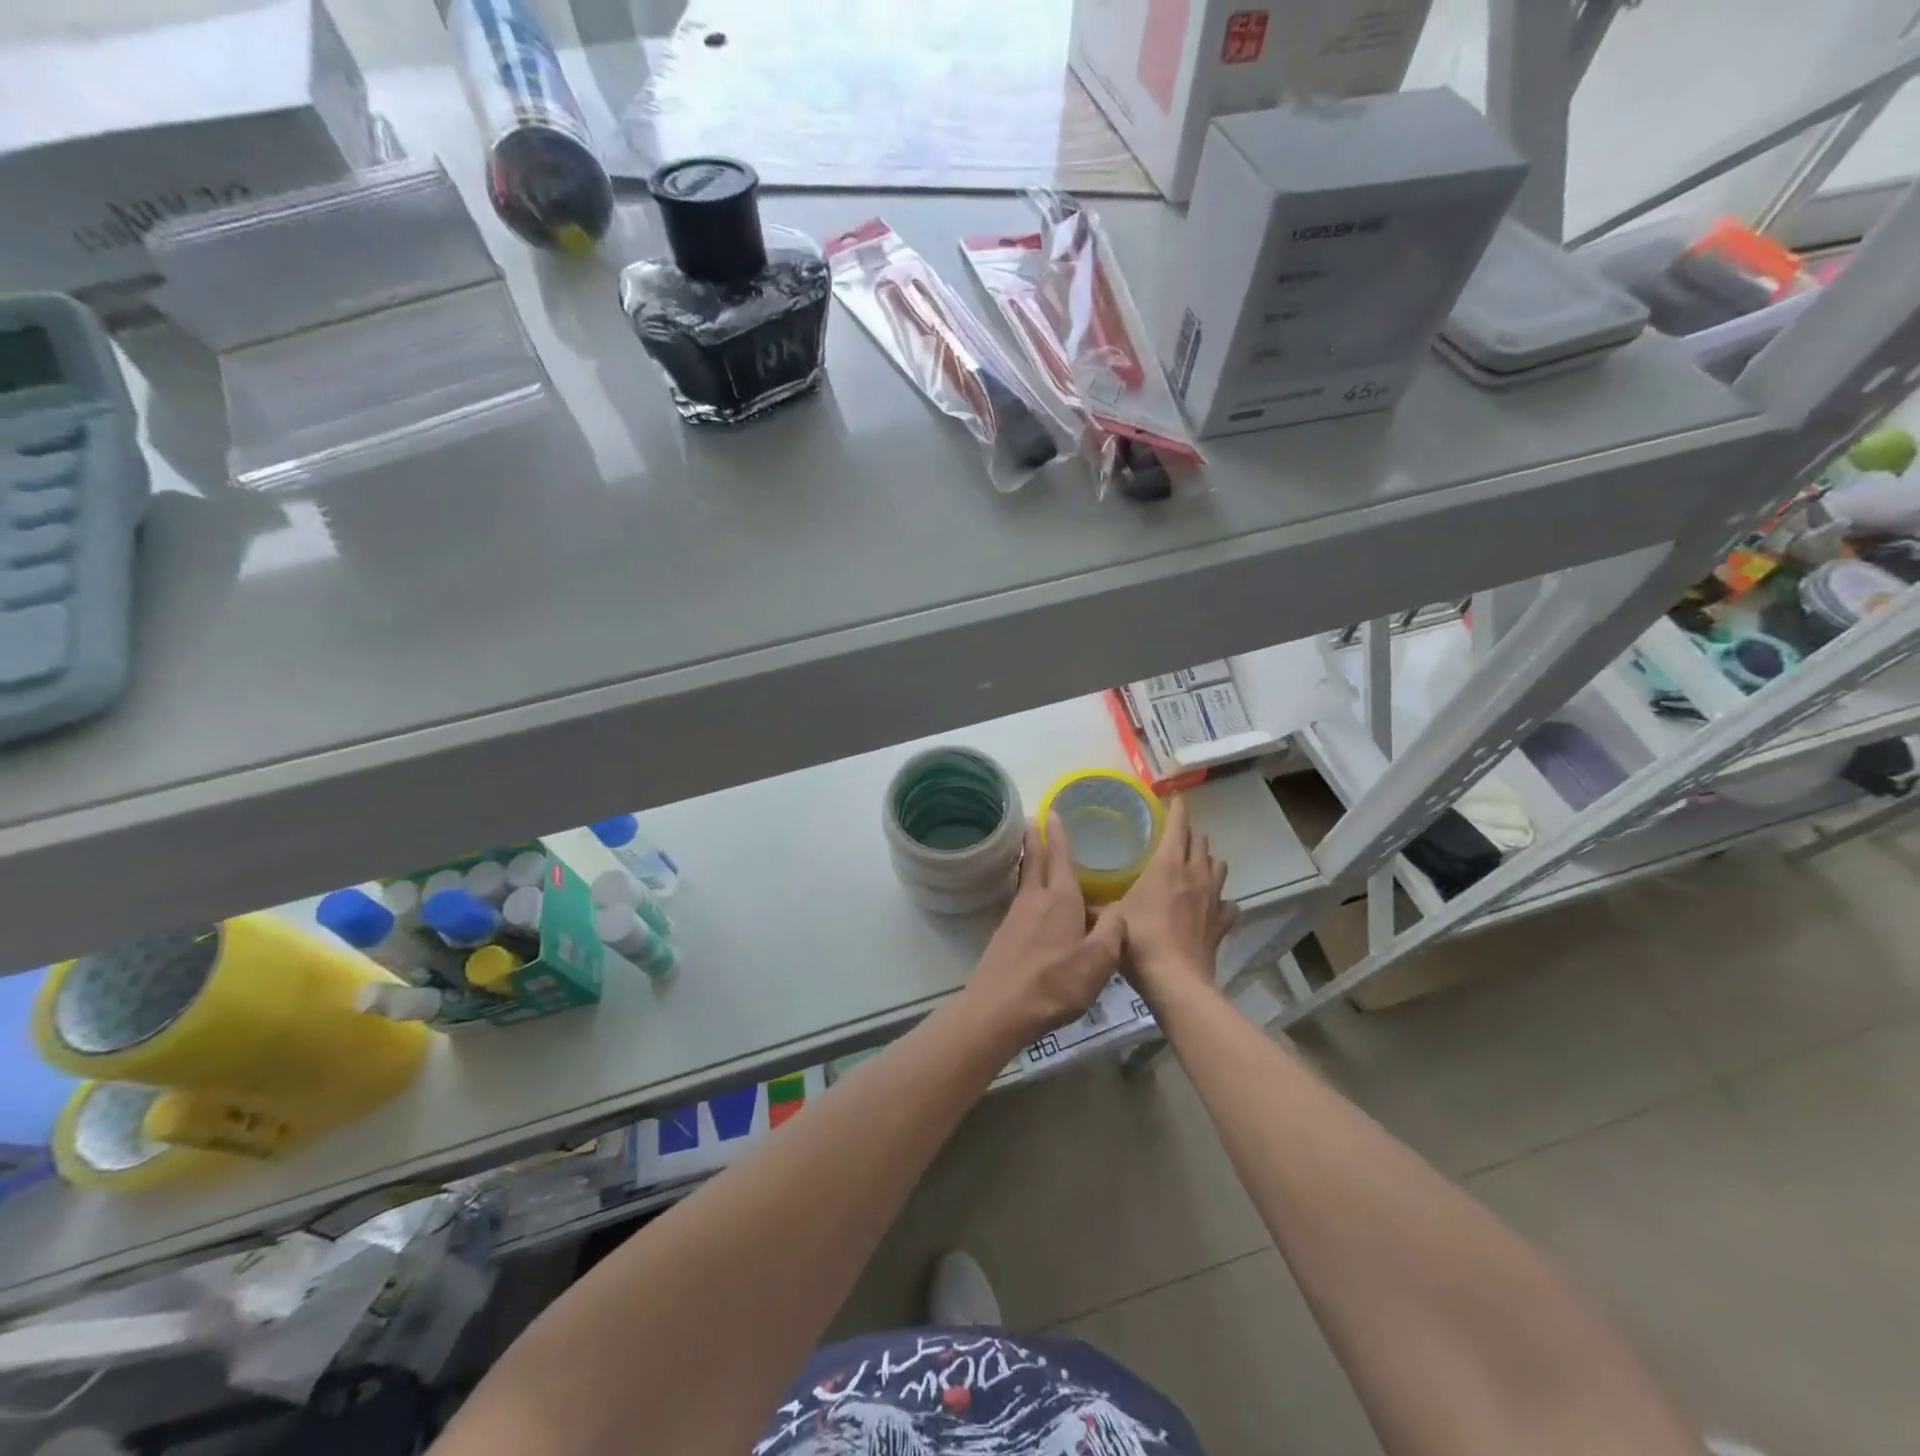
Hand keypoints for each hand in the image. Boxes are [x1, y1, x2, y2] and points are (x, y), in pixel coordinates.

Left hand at [964, 816, 1124, 1049]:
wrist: (999, 1009)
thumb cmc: (1054, 983)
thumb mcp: (1098, 962)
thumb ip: (1113, 933)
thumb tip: (1120, 912)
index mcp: (1061, 899)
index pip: (1060, 857)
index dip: (1058, 834)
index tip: (1051, 812)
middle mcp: (1035, 900)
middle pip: (1035, 861)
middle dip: (1036, 839)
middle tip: (1034, 819)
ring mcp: (1015, 917)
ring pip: (1026, 880)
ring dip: (1030, 861)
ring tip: (1034, 852)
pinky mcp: (1005, 935)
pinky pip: (1021, 900)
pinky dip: (1028, 888)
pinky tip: (1033, 901)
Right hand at [1112, 797, 1234, 1008]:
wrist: (1176, 982)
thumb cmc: (1140, 941)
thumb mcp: (1109, 918)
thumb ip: (1093, 904)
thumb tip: (1073, 897)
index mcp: (1167, 865)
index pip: (1178, 825)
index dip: (1177, 809)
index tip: (1173, 799)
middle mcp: (1194, 874)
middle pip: (1200, 841)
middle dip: (1189, 832)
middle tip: (1174, 834)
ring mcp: (1213, 898)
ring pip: (1218, 865)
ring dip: (1206, 859)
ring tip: (1193, 864)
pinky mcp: (1222, 922)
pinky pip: (1226, 902)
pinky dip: (1219, 899)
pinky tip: (1209, 905)